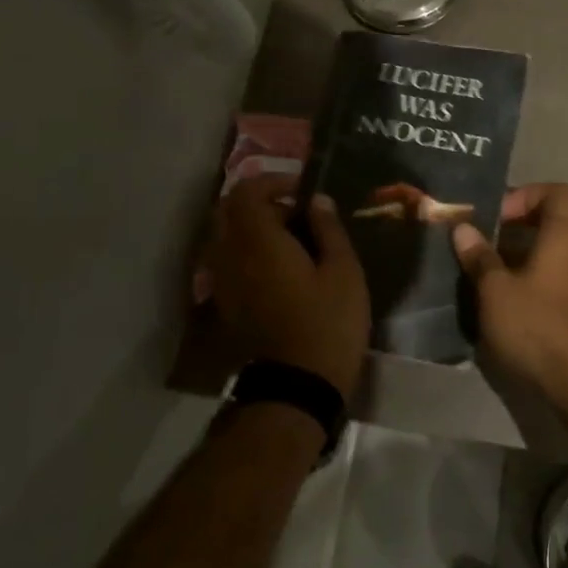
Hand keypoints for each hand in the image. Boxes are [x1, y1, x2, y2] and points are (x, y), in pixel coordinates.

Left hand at [208, 175, 369, 397]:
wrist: (298, 386)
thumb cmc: (328, 323)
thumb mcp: (343, 271)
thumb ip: (328, 230)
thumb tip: (317, 200)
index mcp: (258, 241)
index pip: (247, 191)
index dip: (273, 181)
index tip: (302, 190)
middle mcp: (230, 255)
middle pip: (229, 211)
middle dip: (260, 202)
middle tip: (297, 213)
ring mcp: (223, 282)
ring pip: (226, 237)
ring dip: (253, 227)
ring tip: (291, 240)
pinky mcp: (226, 303)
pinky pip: (228, 261)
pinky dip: (248, 251)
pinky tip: (279, 267)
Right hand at [451, 184, 567, 399]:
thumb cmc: (538, 324)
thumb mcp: (496, 290)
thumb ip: (480, 257)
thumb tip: (463, 228)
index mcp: (565, 234)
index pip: (557, 192)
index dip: (525, 195)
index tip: (497, 216)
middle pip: (562, 218)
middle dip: (528, 223)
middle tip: (498, 236)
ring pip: (563, 249)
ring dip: (532, 252)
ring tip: (497, 268)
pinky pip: (564, 275)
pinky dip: (541, 276)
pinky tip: (513, 297)